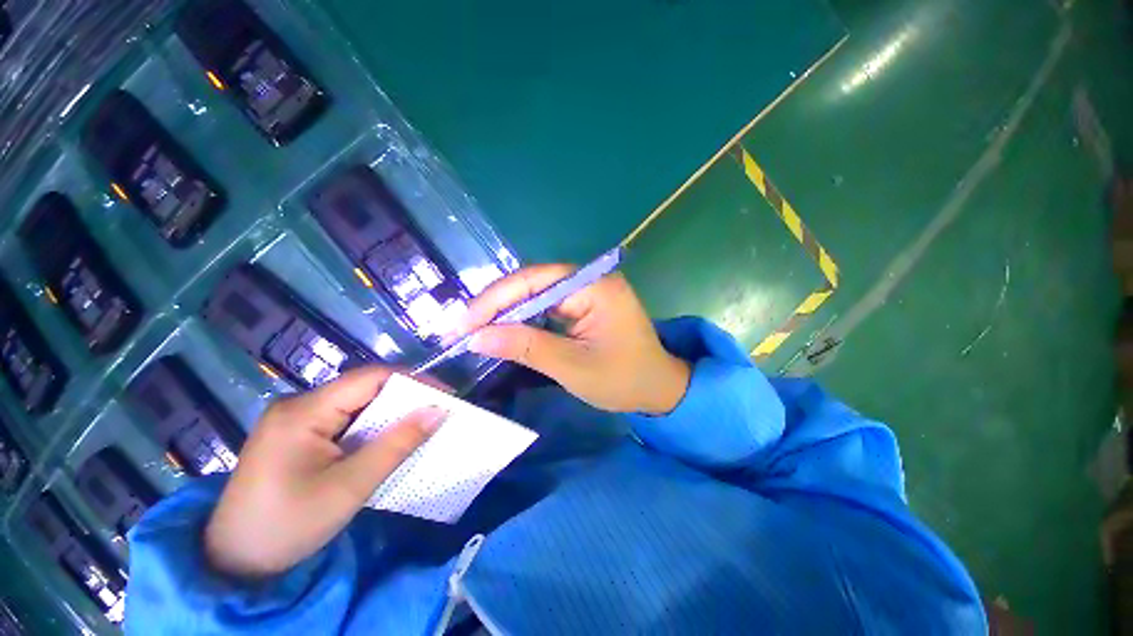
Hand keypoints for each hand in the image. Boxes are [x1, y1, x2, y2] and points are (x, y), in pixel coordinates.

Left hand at [204, 367, 447, 577]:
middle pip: (364, 387)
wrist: (232, 564)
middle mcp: (298, 405)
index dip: (414, 381)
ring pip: (356, 403)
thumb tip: (439, 411)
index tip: (445, 396)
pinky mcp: (296, 434)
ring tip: (420, 425)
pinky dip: (372, 426)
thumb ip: (397, 445)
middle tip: (437, 413)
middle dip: (405, 397)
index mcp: (304, 411)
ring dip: (390, 413)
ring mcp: (295, 419)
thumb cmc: (288, 526)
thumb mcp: (350, 487)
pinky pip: (344, 419)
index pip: (371, 378)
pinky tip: (386, 440)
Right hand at [453, 265, 690, 413]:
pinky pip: (546, 306)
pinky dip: (524, 319)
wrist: (658, 389)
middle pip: (533, 283)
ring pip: (536, 294)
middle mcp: (590, 280)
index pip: (535, 280)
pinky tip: (505, 331)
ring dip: (507, 313)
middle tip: (462, 328)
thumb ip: (526, 347)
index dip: (496, 299)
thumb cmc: (623, 380)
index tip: (464, 323)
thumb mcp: (572, 367)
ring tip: (475, 330)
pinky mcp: (583, 305)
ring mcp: (587, 291)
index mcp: (594, 286)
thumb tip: (476, 337)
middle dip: (497, 305)